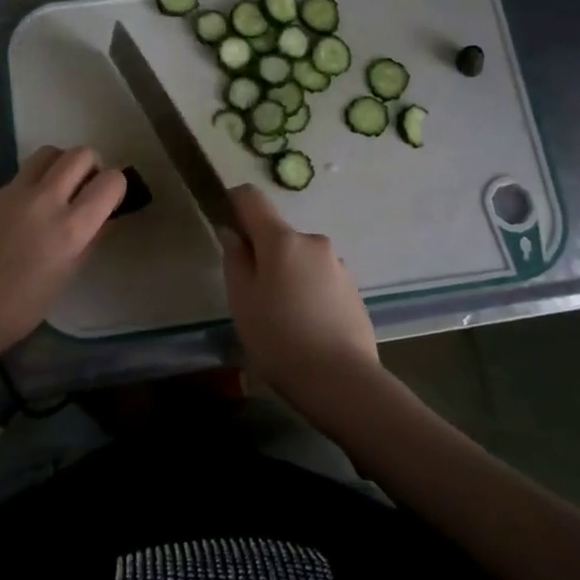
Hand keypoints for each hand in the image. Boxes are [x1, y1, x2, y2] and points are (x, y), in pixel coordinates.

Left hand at [0, 146, 125, 362]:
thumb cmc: (21, 307)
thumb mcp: (67, 276)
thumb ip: (90, 240)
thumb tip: (104, 217)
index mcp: (71, 227)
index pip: (110, 181)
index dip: (116, 187)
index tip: (110, 201)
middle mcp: (45, 200)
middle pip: (80, 154)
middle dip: (90, 167)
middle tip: (85, 191)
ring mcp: (14, 193)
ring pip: (48, 153)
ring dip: (61, 165)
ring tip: (57, 191)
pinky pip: (22, 174)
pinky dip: (34, 182)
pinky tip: (26, 212)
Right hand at [220, 185, 379, 402]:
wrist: (342, 381)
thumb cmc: (279, 338)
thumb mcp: (242, 300)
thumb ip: (235, 259)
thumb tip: (233, 233)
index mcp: (282, 240)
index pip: (252, 198)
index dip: (234, 204)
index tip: (226, 227)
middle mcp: (313, 242)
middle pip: (278, 235)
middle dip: (262, 255)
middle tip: (253, 296)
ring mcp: (338, 265)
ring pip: (300, 259)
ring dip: (287, 275)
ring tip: (282, 319)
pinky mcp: (353, 290)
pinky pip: (320, 279)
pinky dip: (308, 292)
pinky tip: (306, 328)